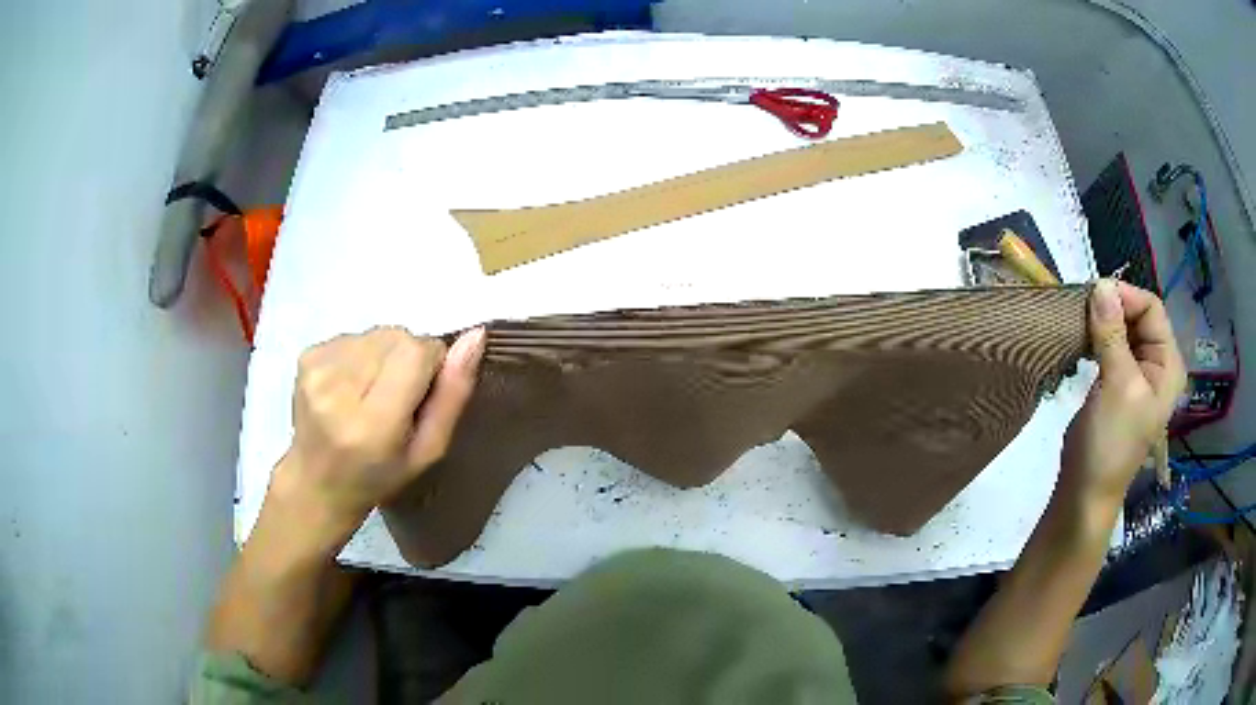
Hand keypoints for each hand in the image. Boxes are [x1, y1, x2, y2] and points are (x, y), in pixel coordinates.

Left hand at [269, 326, 485, 548]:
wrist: (317, 482)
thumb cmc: (380, 476)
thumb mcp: (428, 451)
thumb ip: (453, 396)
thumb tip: (475, 336)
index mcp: (371, 423)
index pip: (416, 352)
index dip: (431, 364)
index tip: (424, 392)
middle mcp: (337, 389)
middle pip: (397, 337)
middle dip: (408, 358)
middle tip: (397, 397)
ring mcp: (317, 369)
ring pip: (377, 333)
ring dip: (384, 355)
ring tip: (371, 393)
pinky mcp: (306, 355)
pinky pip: (354, 335)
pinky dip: (362, 354)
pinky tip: (351, 386)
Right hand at [1060, 280, 1185, 506]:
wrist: (1085, 491)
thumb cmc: (1111, 443)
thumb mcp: (1117, 386)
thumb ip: (1112, 334)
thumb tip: (1100, 284)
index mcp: (1168, 364)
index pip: (1152, 308)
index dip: (1126, 296)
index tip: (1093, 295)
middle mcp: (1156, 363)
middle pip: (1137, 315)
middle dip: (1111, 306)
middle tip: (1081, 308)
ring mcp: (1136, 373)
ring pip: (1121, 327)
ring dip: (1100, 320)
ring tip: (1078, 322)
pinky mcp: (1116, 381)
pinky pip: (1109, 344)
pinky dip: (1095, 336)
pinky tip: (1080, 339)